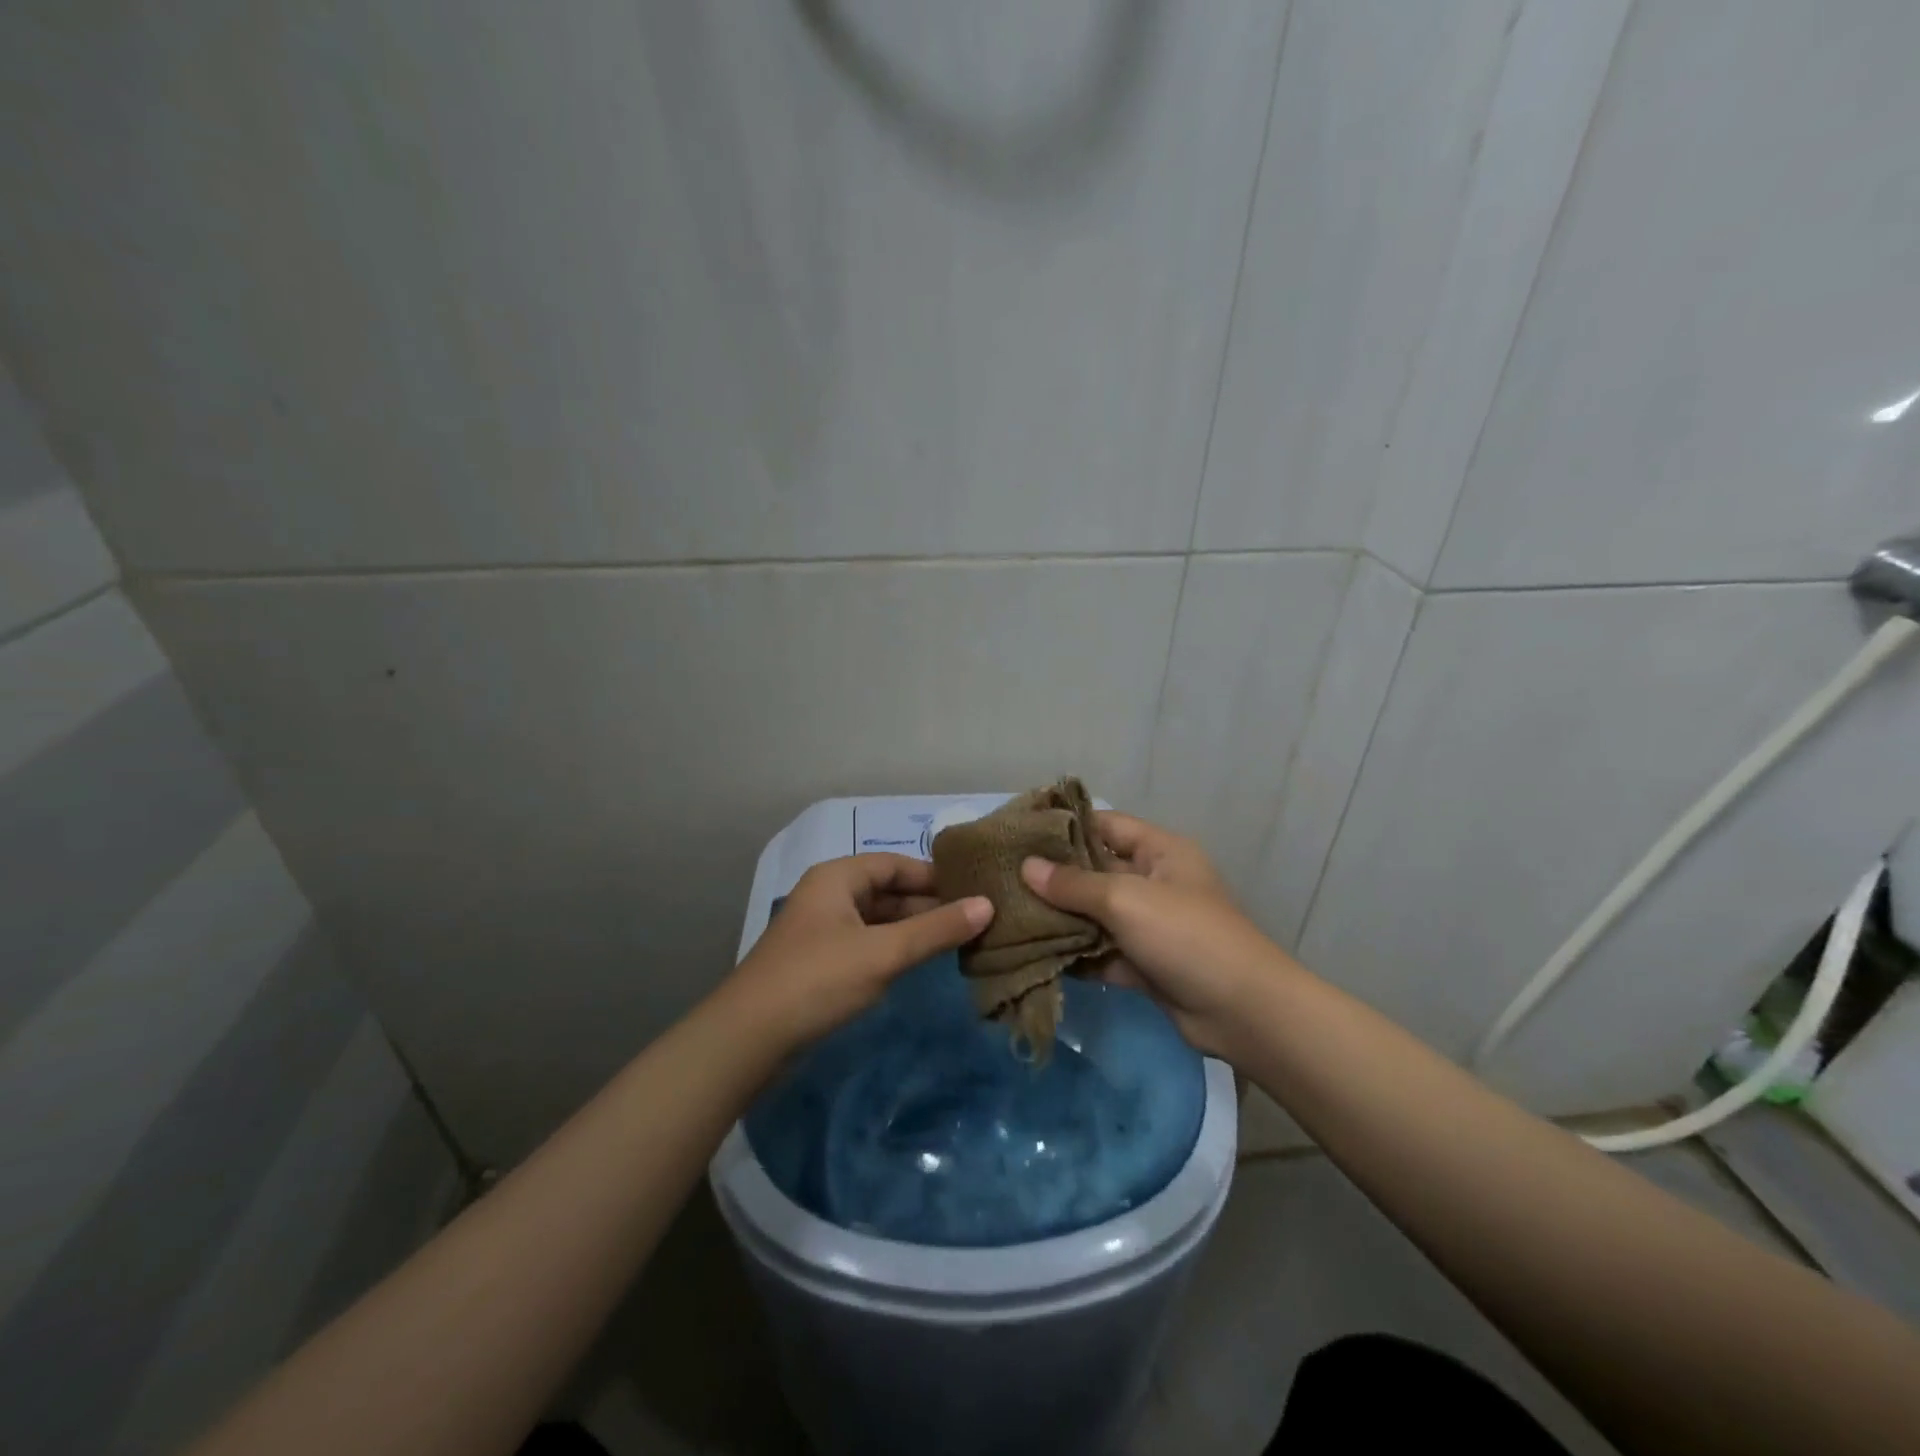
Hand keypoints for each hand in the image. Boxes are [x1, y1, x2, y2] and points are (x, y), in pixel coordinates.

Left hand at [720, 853, 993, 1052]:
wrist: (748, 1038)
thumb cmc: (818, 980)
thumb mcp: (884, 952)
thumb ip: (936, 930)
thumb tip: (987, 905)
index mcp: (837, 877)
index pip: (895, 864)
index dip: (933, 876)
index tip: (973, 891)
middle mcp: (828, 895)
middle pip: (886, 891)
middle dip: (926, 905)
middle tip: (972, 920)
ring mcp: (821, 930)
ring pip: (877, 920)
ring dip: (911, 929)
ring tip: (956, 942)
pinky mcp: (818, 962)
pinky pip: (865, 944)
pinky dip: (892, 949)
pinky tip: (917, 964)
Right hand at [1020, 813, 1287, 1060]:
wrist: (1242, 1011)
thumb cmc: (1186, 935)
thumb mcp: (1126, 900)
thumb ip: (1074, 884)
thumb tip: (1026, 867)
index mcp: (1160, 851)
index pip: (1106, 825)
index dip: (1066, 826)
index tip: (1020, 833)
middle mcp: (1153, 882)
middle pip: (1095, 870)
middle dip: (1054, 876)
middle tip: (1003, 876)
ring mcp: (1148, 925)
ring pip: (1095, 914)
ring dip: (1060, 917)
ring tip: (1008, 913)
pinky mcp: (1143, 964)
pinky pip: (1100, 951)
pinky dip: (1074, 953)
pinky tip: (1032, 952)